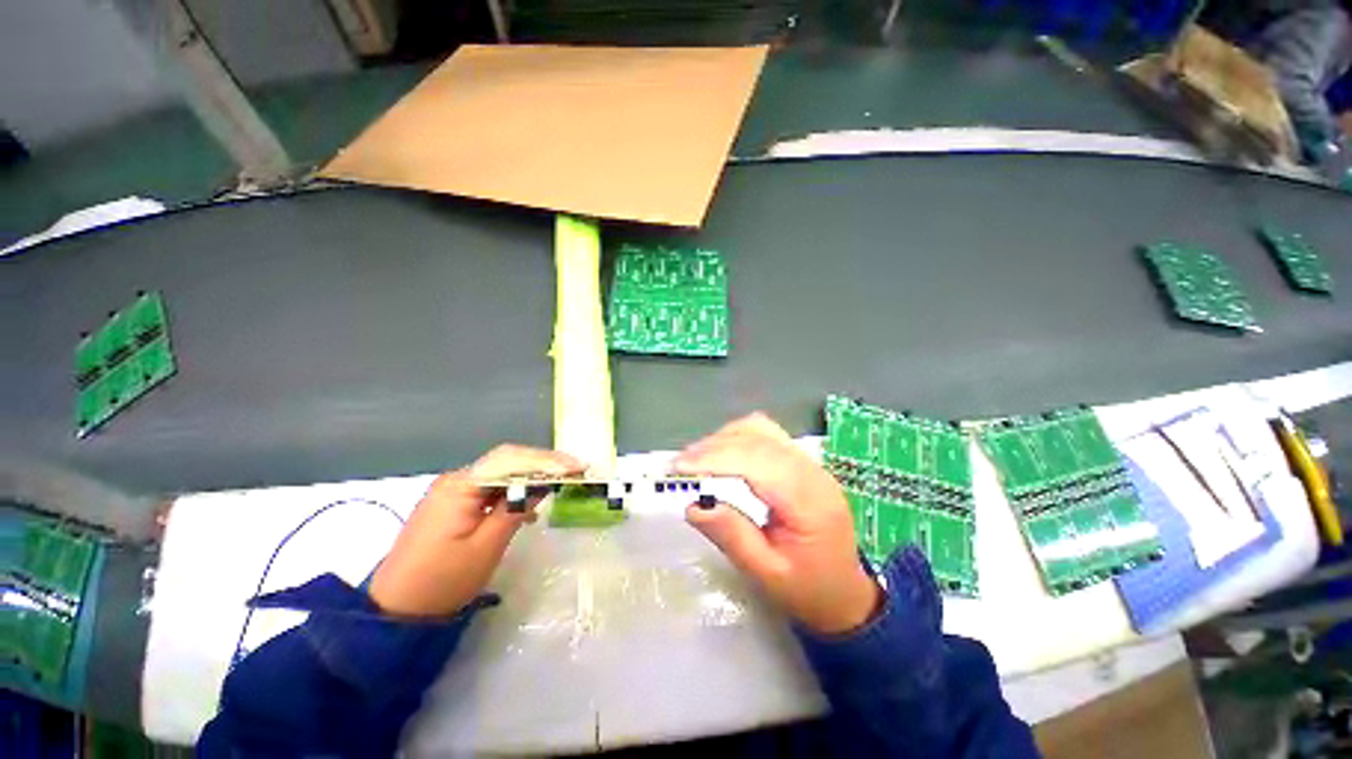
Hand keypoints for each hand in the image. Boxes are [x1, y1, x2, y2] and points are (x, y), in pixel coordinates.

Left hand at [369, 445, 583, 616]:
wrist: (396, 610)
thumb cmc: (442, 581)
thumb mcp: (485, 547)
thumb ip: (515, 510)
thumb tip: (541, 486)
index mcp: (460, 486)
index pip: (510, 460)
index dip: (547, 460)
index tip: (577, 467)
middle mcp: (456, 480)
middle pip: (507, 461)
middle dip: (543, 463)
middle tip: (576, 470)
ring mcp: (453, 491)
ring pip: (501, 473)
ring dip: (531, 476)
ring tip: (561, 482)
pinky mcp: (454, 505)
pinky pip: (491, 489)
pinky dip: (515, 492)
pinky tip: (530, 507)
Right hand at [673, 414, 881, 635]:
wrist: (847, 592)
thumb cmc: (809, 590)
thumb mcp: (767, 574)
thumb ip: (732, 536)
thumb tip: (693, 505)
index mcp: (808, 500)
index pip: (757, 462)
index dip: (714, 458)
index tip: (677, 468)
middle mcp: (811, 471)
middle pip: (757, 439)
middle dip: (712, 447)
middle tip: (679, 467)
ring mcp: (808, 461)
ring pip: (760, 429)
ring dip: (723, 439)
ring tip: (695, 461)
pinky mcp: (800, 461)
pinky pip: (764, 434)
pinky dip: (736, 438)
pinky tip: (720, 455)